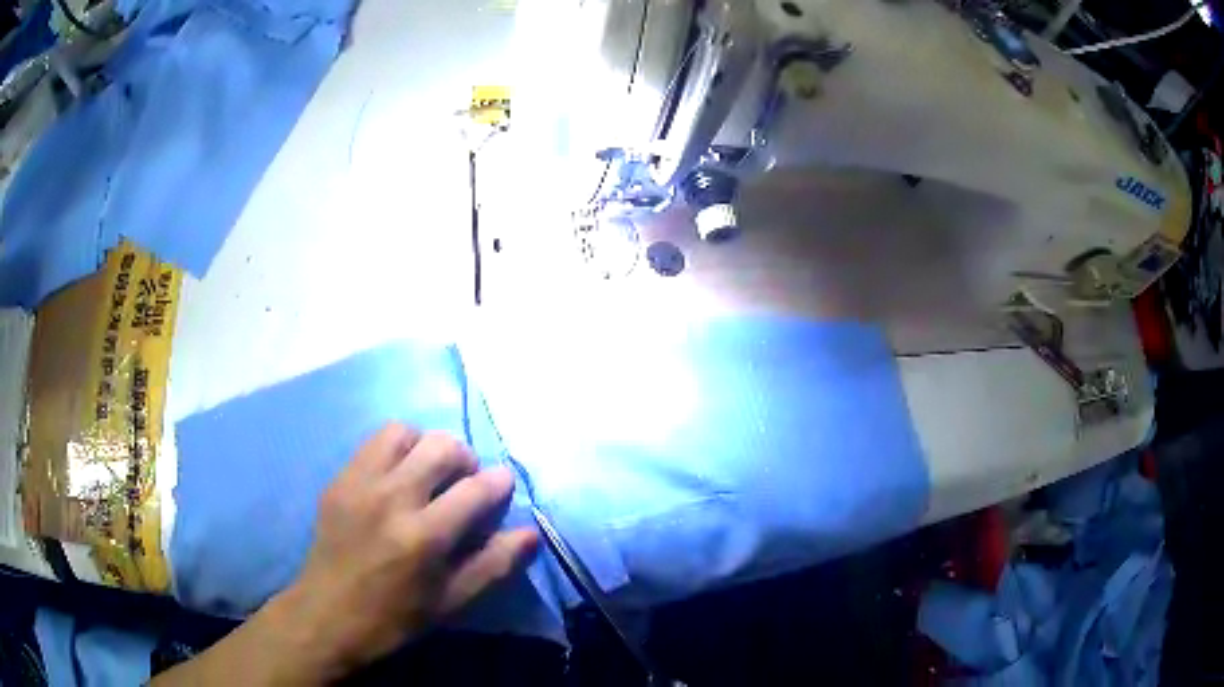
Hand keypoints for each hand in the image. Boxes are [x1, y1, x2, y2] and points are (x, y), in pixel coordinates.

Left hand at [276, 423, 539, 675]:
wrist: (328, 614)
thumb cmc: (395, 617)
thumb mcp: (452, 602)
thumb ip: (494, 565)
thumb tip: (531, 533)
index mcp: (424, 536)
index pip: (476, 489)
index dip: (499, 483)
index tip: (502, 487)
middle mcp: (392, 498)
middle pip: (442, 446)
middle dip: (465, 458)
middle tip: (464, 483)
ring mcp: (360, 483)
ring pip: (405, 432)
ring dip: (426, 446)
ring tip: (428, 473)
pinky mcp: (340, 479)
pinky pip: (374, 442)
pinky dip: (396, 448)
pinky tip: (396, 476)